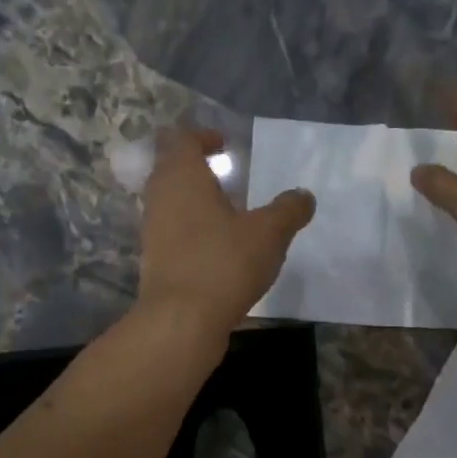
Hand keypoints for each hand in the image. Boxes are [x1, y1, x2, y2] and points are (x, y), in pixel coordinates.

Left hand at [138, 128, 315, 335]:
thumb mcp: (269, 234)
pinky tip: (218, 247)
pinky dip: (191, 230)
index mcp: (182, 176)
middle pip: (171, 168)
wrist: (181, 321)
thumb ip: (288, 210)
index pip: (183, 139)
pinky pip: (172, 232)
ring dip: (194, 201)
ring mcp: (153, 231)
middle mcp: (160, 198)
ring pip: (170, 202)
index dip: (203, 137)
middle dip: (196, 167)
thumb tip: (303, 195)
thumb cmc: (223, 263)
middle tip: (226, 175)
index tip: (225, 144)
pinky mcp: (155, 261)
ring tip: (227, 213)